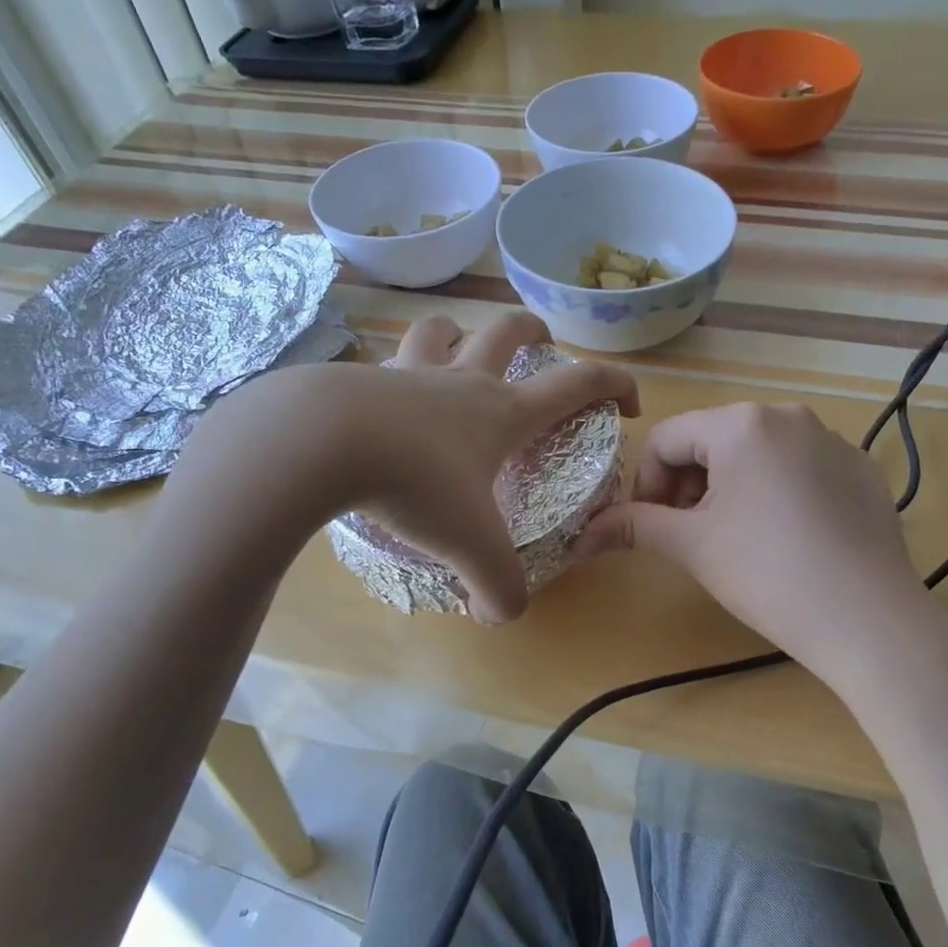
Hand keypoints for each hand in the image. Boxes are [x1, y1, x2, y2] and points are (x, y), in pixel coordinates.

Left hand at [172, 312, 637, 621]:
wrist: (319, 441)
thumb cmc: (414, 483)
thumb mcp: (469, 547)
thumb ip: (498, 587)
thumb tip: (499, 616)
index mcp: (503, 412)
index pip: (577, 383)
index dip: (614, 384)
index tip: (627, 401)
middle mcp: (461, 381)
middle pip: (508, 331)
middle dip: (533, 331)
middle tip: (541, 341)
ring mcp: (407, 373)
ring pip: (440, 330)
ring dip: (457, 334)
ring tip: (458, 349)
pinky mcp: (358, 379)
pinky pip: (384, 362)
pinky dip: (394, 372)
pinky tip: (381, 402)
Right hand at [575, 403, 940, 684]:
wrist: (868, 618)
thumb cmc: (767, 573)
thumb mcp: (693, 546)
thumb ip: (633, 527)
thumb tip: (579, 536)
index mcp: (742, 423)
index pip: (667, 438)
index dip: (647, 484)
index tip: (654, 527)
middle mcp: (789, 416)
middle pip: (713, 440)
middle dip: (691, 486)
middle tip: (694, 536)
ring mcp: (833, 440)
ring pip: (757, 453)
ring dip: (732, 488)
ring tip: (740, 539)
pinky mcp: (861, 470)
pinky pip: (800, 468)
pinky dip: (778, 492)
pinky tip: (790, 540)